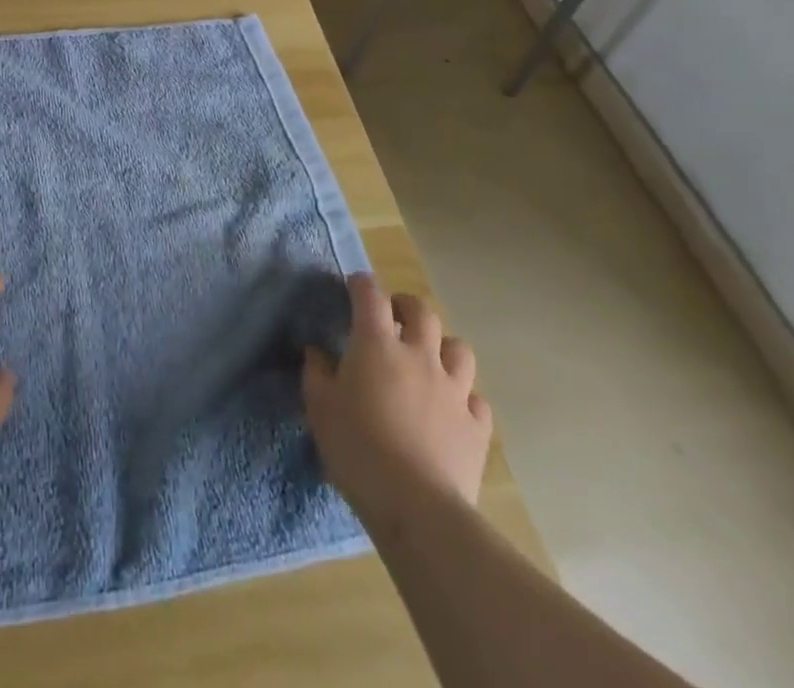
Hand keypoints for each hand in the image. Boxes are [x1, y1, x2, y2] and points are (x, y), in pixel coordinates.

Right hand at [302, 274, 491, 518]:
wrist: (416, 507)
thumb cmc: (358, 450)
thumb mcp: (320, 409)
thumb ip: (317, 373)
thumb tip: (317, 352)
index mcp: (377, 345)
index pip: (370, 296)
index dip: (362, 285)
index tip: (354, 286)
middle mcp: (419, 356)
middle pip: (422, 312)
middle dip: (406, 307)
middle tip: (394, 318)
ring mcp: (454, 390)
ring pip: (459, 348)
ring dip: (442, 347)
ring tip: (429, 360)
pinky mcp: (476, 426)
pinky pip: (476, 399)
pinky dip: (464, 398)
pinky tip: (452, 410)